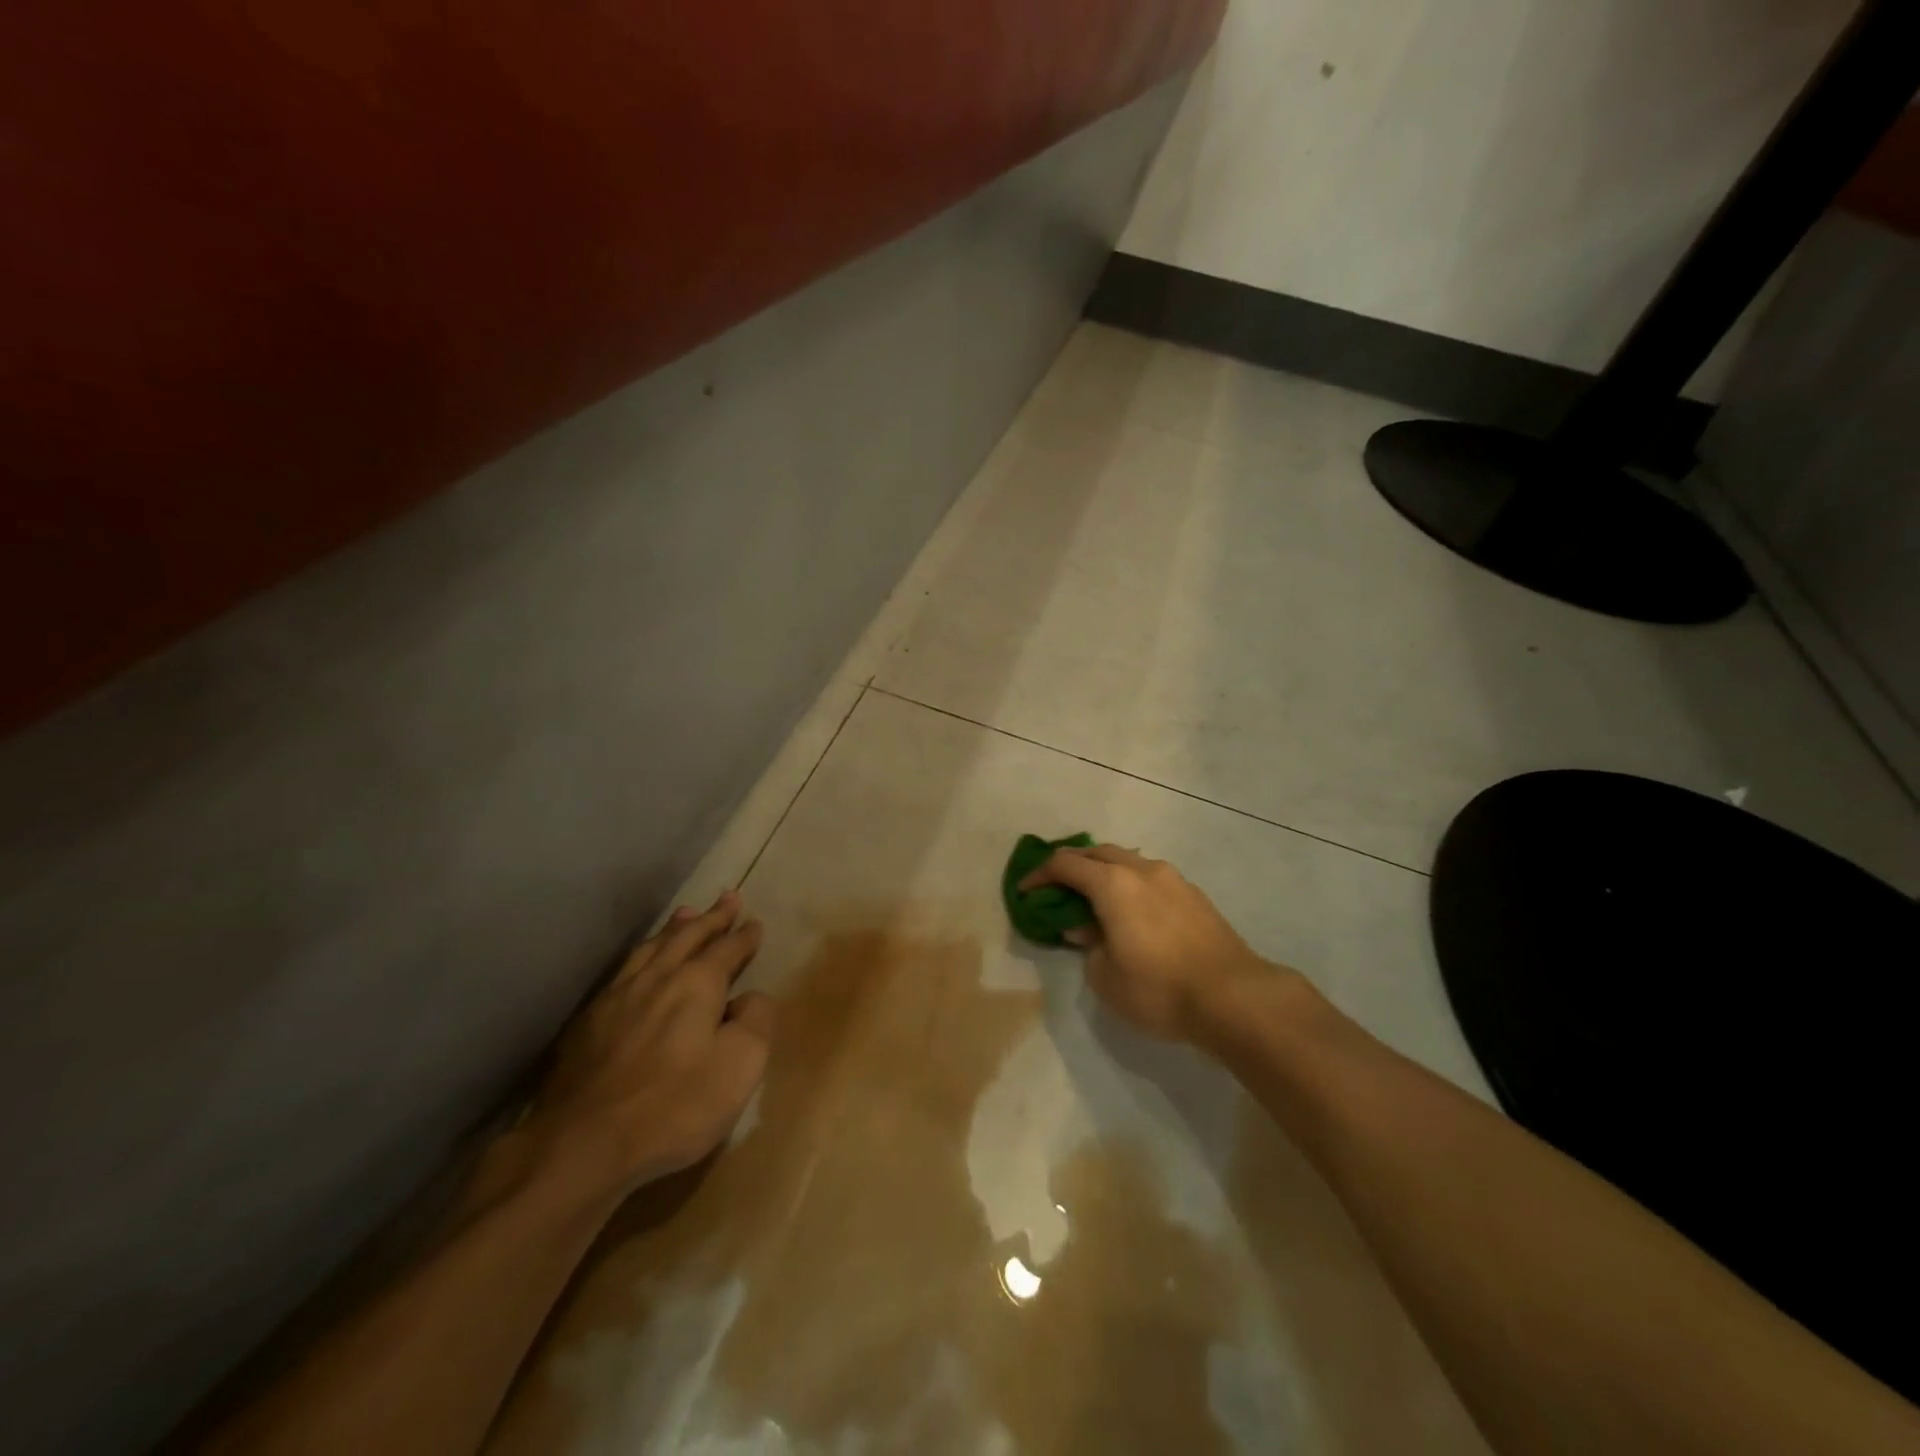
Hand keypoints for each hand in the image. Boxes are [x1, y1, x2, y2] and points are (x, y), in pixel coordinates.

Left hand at [526, 891, 773, 1197]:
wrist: (583, 1145)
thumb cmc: (675, 1106)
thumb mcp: (741, 1066)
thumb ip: (756, 1021)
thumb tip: (750, 998)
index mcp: (697, 984)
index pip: (727, 949)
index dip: (744, 936)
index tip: (755, 923)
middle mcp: (658, 977)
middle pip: (689, 936)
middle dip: (712, 918)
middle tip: (729, 898)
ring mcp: (617, 996)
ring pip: (652, 947)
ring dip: (674, 928)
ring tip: (685, 913)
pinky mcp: (589, 1022)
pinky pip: (624, 970)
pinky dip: (643, 954)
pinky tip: (640, 962)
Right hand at [1020, 845, 1279, 1043]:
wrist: (1233, 996)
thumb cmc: (1158, 988)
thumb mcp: (1105, 977)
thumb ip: (1088, 946)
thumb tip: (1087, 930)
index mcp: (1112, 883)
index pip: (1064, 864)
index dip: (1039, 875)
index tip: (1026, 892)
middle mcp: (1141, 870)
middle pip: (1096, 853)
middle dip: (1072, 866)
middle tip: (1058, 890)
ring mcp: (1172, 879)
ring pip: (1127, 861)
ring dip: (1104, 874)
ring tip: (1095, 902)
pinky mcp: (1194, 894)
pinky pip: (1150, 878)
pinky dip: (1130, 886)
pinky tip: (1132, 914)